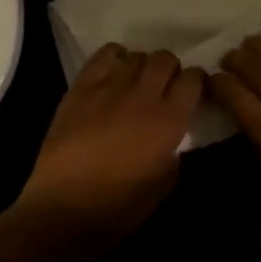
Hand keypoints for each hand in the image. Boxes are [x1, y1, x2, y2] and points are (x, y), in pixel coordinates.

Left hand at [17, 45, 203, 240]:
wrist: (65, 207)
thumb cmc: (119, 206)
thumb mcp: (164, 183)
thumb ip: (174, 151)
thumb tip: (171, 136)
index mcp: (169, 120)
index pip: (193, 79)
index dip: (195, 82)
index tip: (191, 91)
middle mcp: (144, 95)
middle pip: (165, 59)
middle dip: (169, 69)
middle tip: (164, 85)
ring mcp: (110, 86)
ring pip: (136, 55)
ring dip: (142, 65)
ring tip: (136, 81)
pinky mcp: (82, 86)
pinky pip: (104, 55)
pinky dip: (115, 57)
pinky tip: (113, 72)